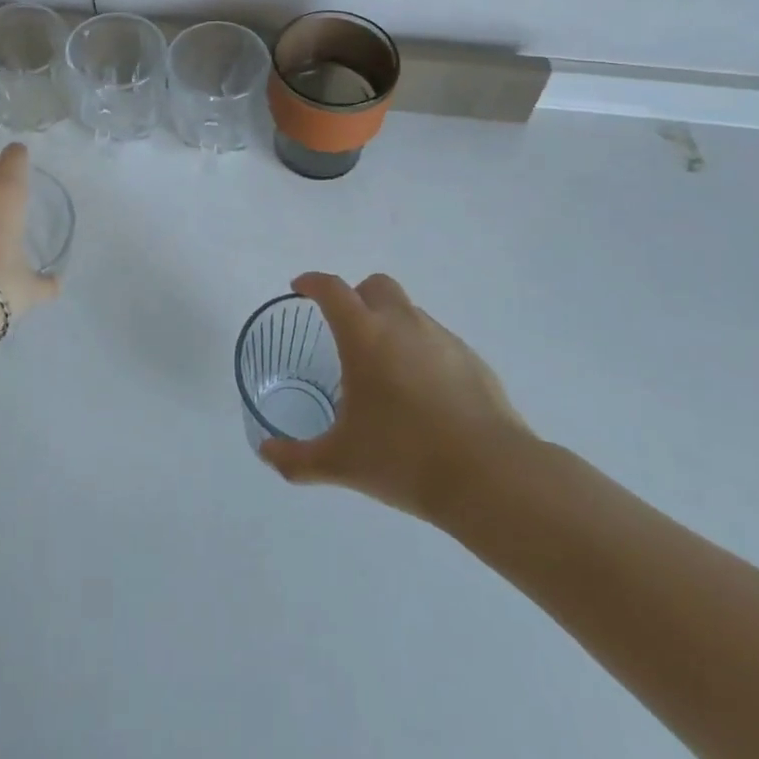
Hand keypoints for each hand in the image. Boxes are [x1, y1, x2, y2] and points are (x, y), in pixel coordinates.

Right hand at [259, 272, 531, 524]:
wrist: (491, 477)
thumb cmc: (404, 458)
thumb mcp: (340, 462)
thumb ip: (296, 458)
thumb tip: (266, 453)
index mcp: (364, 335)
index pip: (332, 289)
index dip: (312, 282)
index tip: (300, 288)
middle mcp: (403, 323)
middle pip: (375, 285)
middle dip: (357, 297)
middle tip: (346, 330)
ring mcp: (442, 338)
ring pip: (409, 312)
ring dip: (391, 325)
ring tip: (385, 372)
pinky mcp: (473, 360)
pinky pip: (437, 341)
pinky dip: (422, 353)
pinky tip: (423, 395)